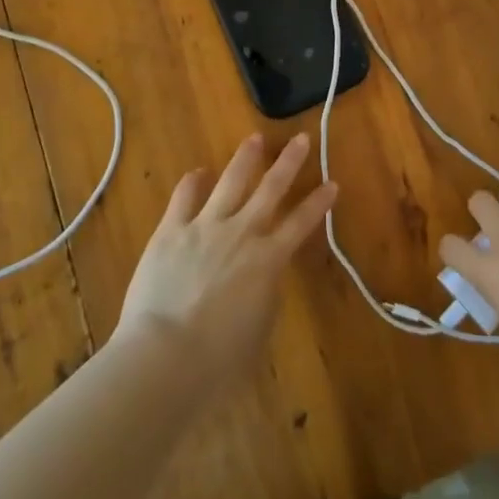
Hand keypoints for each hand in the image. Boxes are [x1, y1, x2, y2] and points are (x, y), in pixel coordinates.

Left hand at [116, 133, 336, 377]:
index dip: (319, 202)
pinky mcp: (171, 230)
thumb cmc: (220, 359)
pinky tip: (198, 172)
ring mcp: (205, 226)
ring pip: (231, 181)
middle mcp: (242, 233)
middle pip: (271, 189)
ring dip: (245, 158)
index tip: (332, 182)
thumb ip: (266, 293)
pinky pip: (184, 197)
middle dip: (289, 162)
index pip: (301, 223)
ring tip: (254, 138)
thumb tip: (264, 273)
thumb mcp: (259, 327)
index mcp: (269, 260)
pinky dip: (193, 182)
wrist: (166, 355)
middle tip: (301, 138)